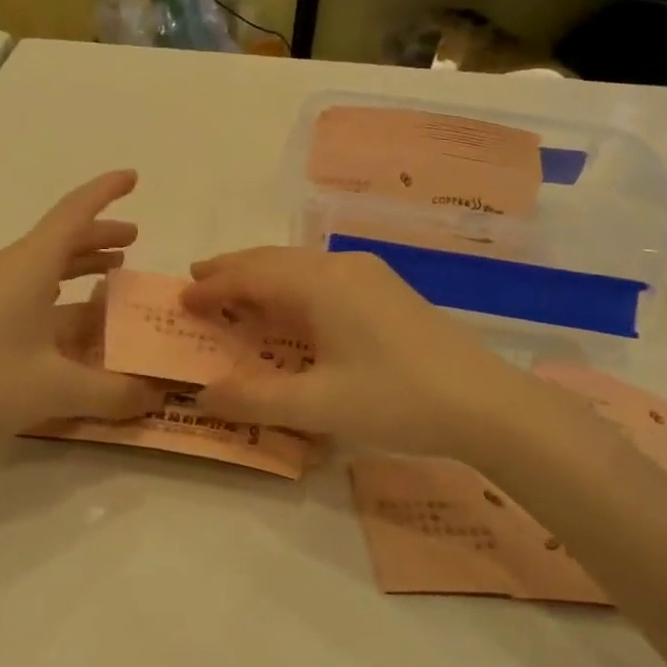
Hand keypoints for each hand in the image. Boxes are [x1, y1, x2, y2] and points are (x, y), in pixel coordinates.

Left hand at [0, 171, 165, 459]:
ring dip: (77, 265)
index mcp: (28, 266)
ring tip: (108, 276)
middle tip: (133, 242)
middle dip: (99, 236)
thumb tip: (155, 395)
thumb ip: (112, 392)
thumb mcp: (56, 389)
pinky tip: (64, 321)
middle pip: (60, 238)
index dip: (106, 192)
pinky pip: (23, 289)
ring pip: (41, 265)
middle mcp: (5, 267)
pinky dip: (54, 293)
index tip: (133, 176)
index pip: (74, 212)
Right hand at [181, 247, 556, 458]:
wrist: (485, 402)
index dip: (212, 287)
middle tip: (197, 280)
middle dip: (232, 269)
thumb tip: (204, 393)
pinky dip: (291, 285)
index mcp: (319, 284)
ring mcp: (368, 274)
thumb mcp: (318, 406)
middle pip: (272, 260)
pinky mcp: (386, 289)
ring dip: (263, 275)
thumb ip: (255, 399)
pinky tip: (291, 306)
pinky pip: (322, 276)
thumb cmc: (396, 399)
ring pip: (299, 265)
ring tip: (235, 289)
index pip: (250, 276)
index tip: (181, 298)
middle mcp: (340, 266)